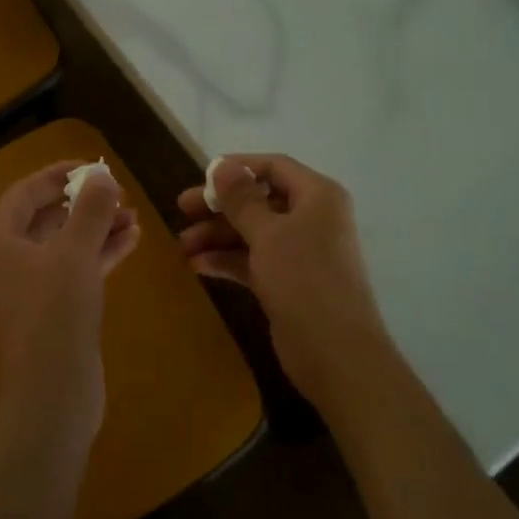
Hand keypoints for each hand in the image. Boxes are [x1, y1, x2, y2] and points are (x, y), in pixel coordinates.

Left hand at [0, 161, 140, 444]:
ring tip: (133, 215)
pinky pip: (78, 269)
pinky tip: (132, 240)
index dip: (57, 175)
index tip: (93, 167)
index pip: (25, 193)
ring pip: (66, 244)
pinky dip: (101, 253)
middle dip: (83, 202)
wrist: (53, 393)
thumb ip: (90, 210)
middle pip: (47, 218)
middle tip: (118, 193)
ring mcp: (33, 288)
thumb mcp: (75, 253)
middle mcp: (11, 261)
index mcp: (1, 242)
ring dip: (97, 227)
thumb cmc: (56, 313)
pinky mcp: (56, 310)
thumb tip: (102, 176)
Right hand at [177, 155, 390, 408]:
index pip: (274, 167)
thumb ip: (241, 199)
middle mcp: (312, 218)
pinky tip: (198, 266)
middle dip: (220, 206)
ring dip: (218, 235)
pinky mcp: (289, 282)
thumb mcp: (267, 233)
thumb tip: (222, 165)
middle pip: (259, 200)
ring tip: (182, 245)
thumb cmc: (304, 279)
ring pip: (253, 232)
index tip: (201, 176)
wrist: (336, 354)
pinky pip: (254, 260)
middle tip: (181, 209)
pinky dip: (228, 260)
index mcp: (317, 196)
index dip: (237, 167)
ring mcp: (301, 252)